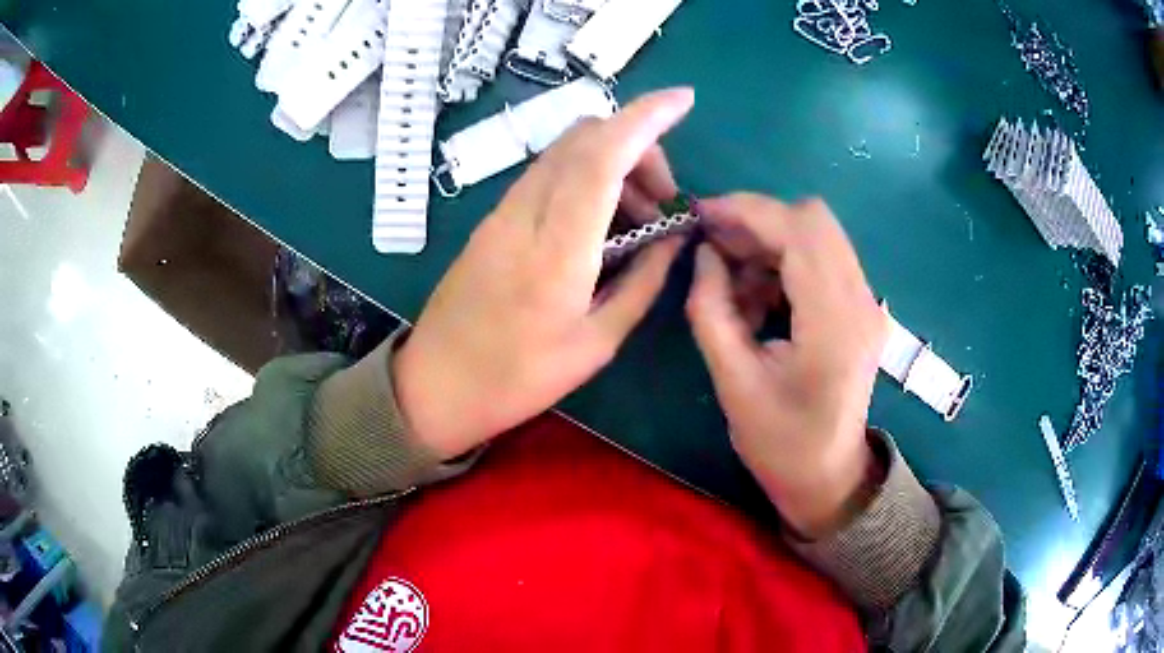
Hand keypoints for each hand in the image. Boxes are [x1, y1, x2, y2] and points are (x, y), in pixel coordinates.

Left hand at [394, 89, 694, 459]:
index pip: (603, 155)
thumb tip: (673, 238)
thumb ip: (642, 282)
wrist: (435, 385)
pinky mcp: (494, 218)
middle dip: (638, 146)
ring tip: (638, 220)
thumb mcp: (596, 343)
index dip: (646, 118)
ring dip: (612, 163)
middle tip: (663, 200)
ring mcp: (503, 211)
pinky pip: (548, 175)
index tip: (684, 101)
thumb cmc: (517, 379)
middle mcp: (525, 213)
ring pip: (566, 152)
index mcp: (558, 250)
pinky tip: (601, 224)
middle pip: (585, 139)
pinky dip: (586, 179)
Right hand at [685, 194, 886, 538]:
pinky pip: (822, 258)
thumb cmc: (779, 443)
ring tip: (733, 284)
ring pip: (818, 234)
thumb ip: (712, 310)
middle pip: (814, 220)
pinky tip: (759, 297)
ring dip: (770, 242)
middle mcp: (860, 302)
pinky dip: (785, 262)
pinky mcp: (860, 307)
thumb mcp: (732, 383)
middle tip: (714, 246)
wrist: (828, 476)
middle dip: (757, 221)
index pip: (799, 232)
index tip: (701, 216)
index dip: (747, 212)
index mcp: (833, 325)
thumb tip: (704, 254)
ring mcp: (866, 302)